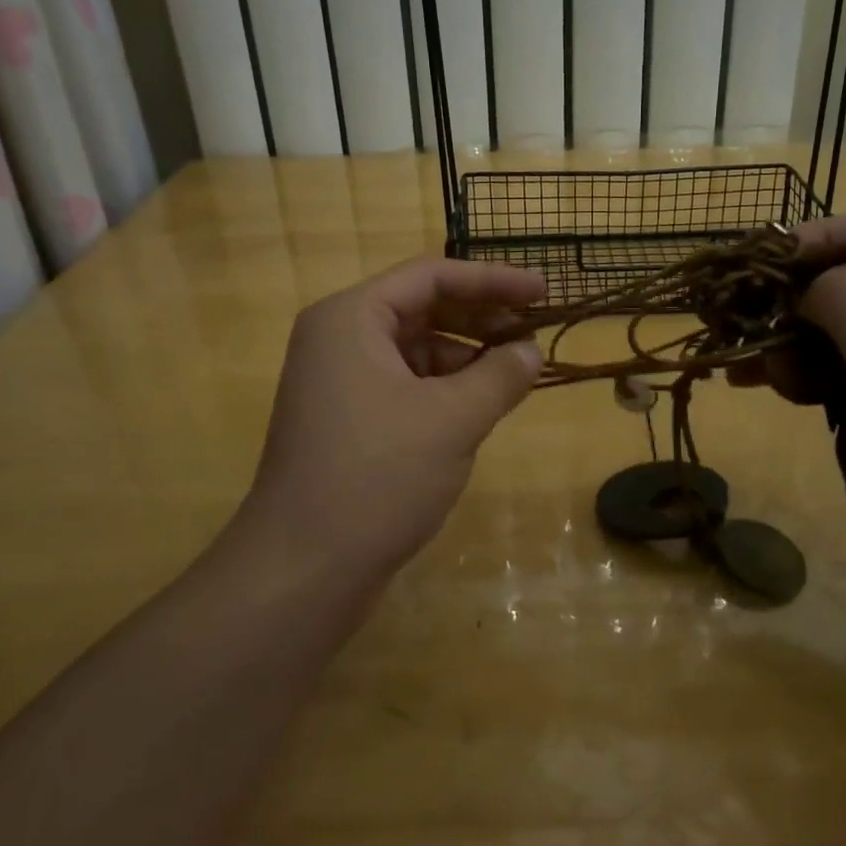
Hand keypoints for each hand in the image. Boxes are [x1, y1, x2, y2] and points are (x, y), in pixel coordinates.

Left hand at [240, 258, 545, 576]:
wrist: (303, 569)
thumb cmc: (378, 477)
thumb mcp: (453, 419)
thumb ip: (500, 375)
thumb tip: (532, 351)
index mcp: (351, 318)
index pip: (431, 276)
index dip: (492, 280)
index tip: (542, 292)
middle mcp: (338, 338)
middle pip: (422, 308)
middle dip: (481, 318)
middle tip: (534, 333)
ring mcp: (339, 381)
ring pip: (415, 349)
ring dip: (467, 356)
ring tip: (514, 374)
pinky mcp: (347, 419)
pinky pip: (405, 383)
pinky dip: (445, 388)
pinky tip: (479, 406)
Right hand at [737, 214, 845, 599]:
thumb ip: (841, 297)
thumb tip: (805, 289)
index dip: (810, 237)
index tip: (755, 265)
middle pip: (845, 280)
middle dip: (787, 300)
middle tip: (737, 325)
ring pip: (835, 331)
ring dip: (787, 343)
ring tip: (744, 370)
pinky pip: (840, 372)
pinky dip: (802, 376)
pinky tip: (763, 388)